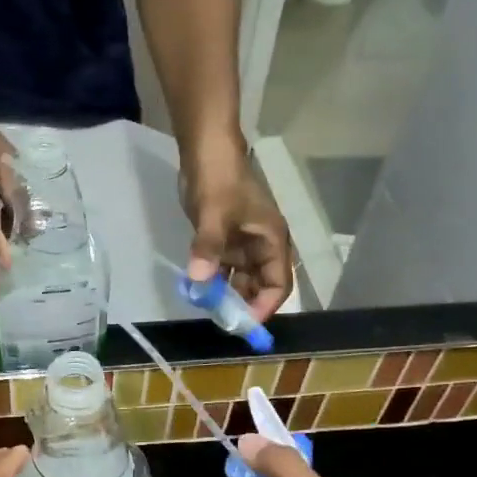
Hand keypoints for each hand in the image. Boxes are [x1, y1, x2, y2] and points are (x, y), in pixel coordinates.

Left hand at [180, 137, 292, 320]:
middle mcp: (262, 247)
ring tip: (207, 309)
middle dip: (242, 305)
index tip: (242, 324)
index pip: (278, 285)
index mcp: (272, 241)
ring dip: (226, 295)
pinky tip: (197, 291)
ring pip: (240, 281)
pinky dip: (213, 281)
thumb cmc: (218, 180)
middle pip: (260, 287)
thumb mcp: (213, 214)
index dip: (263, 307)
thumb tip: (198, 281)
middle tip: (219, 321)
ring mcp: (243, 245)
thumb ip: (208, 247)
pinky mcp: (224, 241)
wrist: (205, 152)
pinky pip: (223, 270)